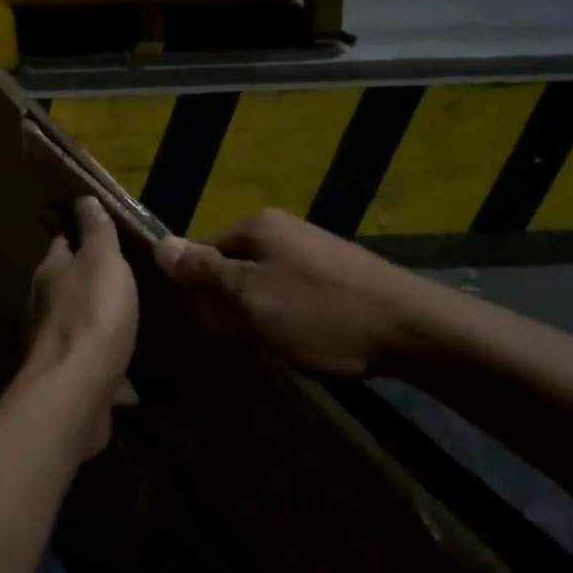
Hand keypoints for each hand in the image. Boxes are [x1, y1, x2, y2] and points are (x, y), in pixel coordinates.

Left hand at [24, 197, 138, 454]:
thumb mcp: (102, 261)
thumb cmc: (92, 315)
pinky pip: (89, 363)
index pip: (61, 242)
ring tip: (125, 320)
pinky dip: (105, 363)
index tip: (99, 230)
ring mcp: (52, 344)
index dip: (79, 233)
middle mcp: (44, 305)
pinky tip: (128, 374)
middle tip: (120, 276)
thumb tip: (83, 198)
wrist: (75, 391)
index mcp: (50, 272)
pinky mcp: (66, 379)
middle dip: (88, 279)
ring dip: (96, 321)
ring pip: (76, 324)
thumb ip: (96, 231)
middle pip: (65, 283)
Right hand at [155, 208, 419, 377]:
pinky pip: (294, 292)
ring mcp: (314, 250)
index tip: (200, 324)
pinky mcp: (339, 274)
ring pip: (265, 282)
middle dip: (229, 303)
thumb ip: (206, 272)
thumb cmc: (321, 312)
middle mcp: (284, 229)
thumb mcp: (252, 296)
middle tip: (233, 340)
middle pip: (235, 265)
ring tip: (266, 346)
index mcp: (258, 226)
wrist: (412, 328)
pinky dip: (288, 316)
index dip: (197, 288)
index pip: (205, 250)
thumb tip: (161, 244)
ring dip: (258, 313)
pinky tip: (299, 341)